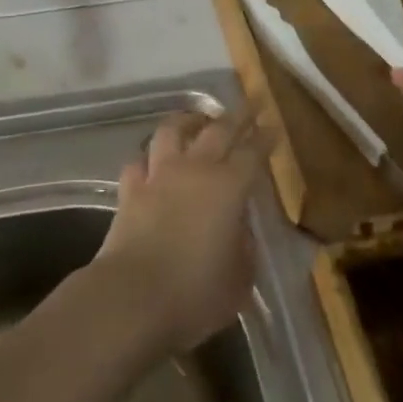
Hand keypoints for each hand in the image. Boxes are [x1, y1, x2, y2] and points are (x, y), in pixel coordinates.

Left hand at [94, 112, 269, 355]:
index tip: (272, 125)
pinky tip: (151, 161)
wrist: (133, 296)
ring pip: (172, 131)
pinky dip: (148, 158)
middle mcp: (194, 170)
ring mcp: (158, 176)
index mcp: (228, 188)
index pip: (252, 153)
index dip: (264, 138)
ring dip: (187, 121)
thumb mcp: (239, 279)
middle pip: (217, 131)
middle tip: (248, 105)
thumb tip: (239, 231)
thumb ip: (244, 249)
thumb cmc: (195, 292)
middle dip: (236, 117)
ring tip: (196, 120)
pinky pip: (138, 162)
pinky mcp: (130, 190)